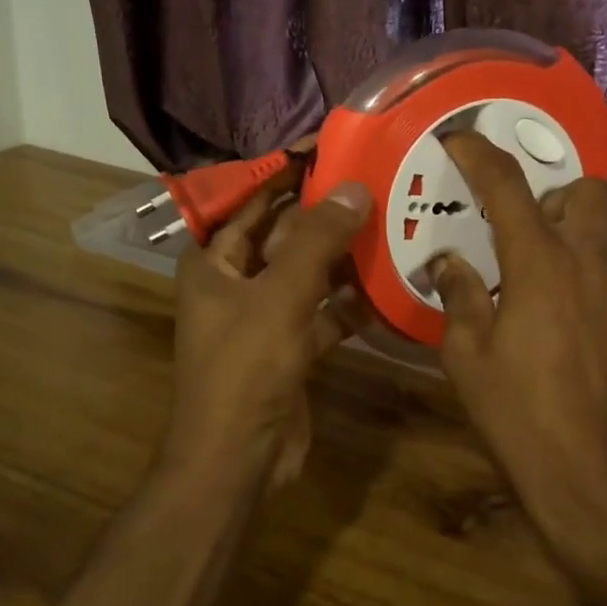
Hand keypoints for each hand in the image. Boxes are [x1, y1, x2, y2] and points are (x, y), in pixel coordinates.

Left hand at [166, 157, 371, 487]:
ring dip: (343, 256)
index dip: (286, 170)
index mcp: (214, 261)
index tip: (330, 145)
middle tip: (376, 181)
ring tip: (392, 223)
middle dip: (325, 212)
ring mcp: (265, 315)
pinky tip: (389, 285)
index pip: (250, 199)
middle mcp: (236, 281)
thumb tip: (354, 187)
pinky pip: (324, 311)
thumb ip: (317, 241)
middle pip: (285, 233)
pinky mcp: (292, 346)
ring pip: (309, 272)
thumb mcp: (280, 296)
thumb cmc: (245, 369)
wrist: (239, 460)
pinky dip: (350, 302)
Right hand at [427, 133, 606, 546]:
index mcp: (542, 266)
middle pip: (589, 192)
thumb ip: (459, 296)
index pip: (507, 187)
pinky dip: (592, 294)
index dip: (479, 154)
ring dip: (572, 249)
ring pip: (605, 244)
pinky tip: (574, 340)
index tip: (460, 139)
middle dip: (555, 194)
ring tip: (543, 294)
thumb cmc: (518, 416)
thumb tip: (449, 264)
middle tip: (524, 229)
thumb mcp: (466, 357)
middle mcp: (594, 267)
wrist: (595, 483)